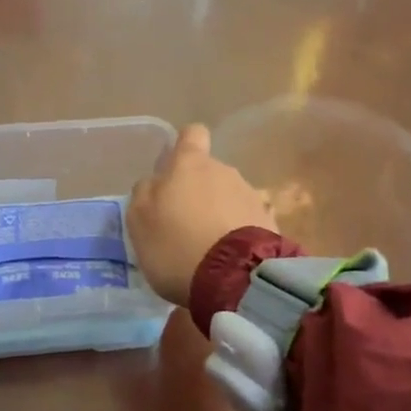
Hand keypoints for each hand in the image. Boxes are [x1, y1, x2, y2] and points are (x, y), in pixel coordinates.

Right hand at [127, 124, 274, 306]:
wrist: (235, 277)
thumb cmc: (177, 244)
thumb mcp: (140, 220)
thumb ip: (145, 193)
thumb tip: (155, 183)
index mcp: (190, 163)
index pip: (192, 134)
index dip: (182, 147)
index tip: (173, 170)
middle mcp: (224, 170)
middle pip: (209, 172)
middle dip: (198, 192)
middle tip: (183, 225)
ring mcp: (251, 195)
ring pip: (229, 197)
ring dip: (218, 215)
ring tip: (207, 249)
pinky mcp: (270, 222)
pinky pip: (247, 221)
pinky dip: (237, 234)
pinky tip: (230, 259)